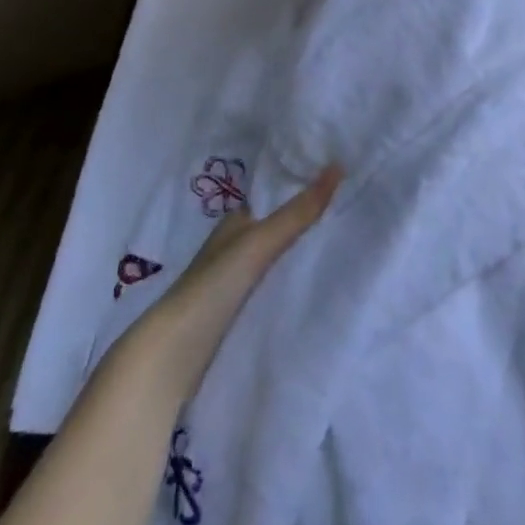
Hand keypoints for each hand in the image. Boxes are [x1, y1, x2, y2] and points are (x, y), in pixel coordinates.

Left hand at [135, 165, 343, 400]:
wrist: (171, 359)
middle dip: (308, 227)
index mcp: (234, 224)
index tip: (343, 186)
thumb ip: (298, 212)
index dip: (303, 191)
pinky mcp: (237, 318)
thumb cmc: (212, 287)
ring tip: (347, 252)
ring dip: (301, 259)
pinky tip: (318, 293)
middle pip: (277, 232)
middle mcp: (233, 250)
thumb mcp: (259, 244)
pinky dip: (292, 289)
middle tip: (354, 219)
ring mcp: (233, 286)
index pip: (274, 200)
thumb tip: (338, 166)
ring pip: (276, 264)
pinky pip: (273, 293)